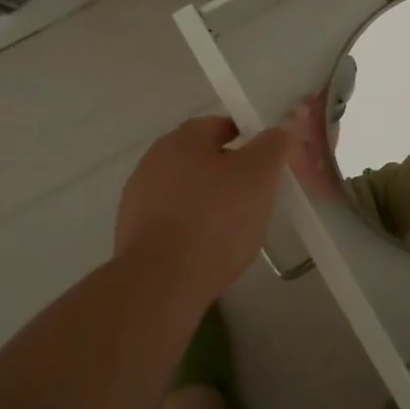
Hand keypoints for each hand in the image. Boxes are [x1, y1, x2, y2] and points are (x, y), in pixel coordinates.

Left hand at [114, 116, 295, 305]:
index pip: (218, 125)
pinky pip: (170, 220)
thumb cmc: (214, 218)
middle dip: (226, 170)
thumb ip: (272, 146)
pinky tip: (207, 248)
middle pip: (199, 157)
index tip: (265, 159)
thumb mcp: (258, 175)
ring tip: (234, 226)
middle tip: (254, 192)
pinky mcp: (131, 235)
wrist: (160, 283)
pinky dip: (189, 226)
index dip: (245, 137)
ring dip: (206, 199)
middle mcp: (154, 161)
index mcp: (182, 139)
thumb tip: (278, 130)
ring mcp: (138, 199)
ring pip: (184, 190)